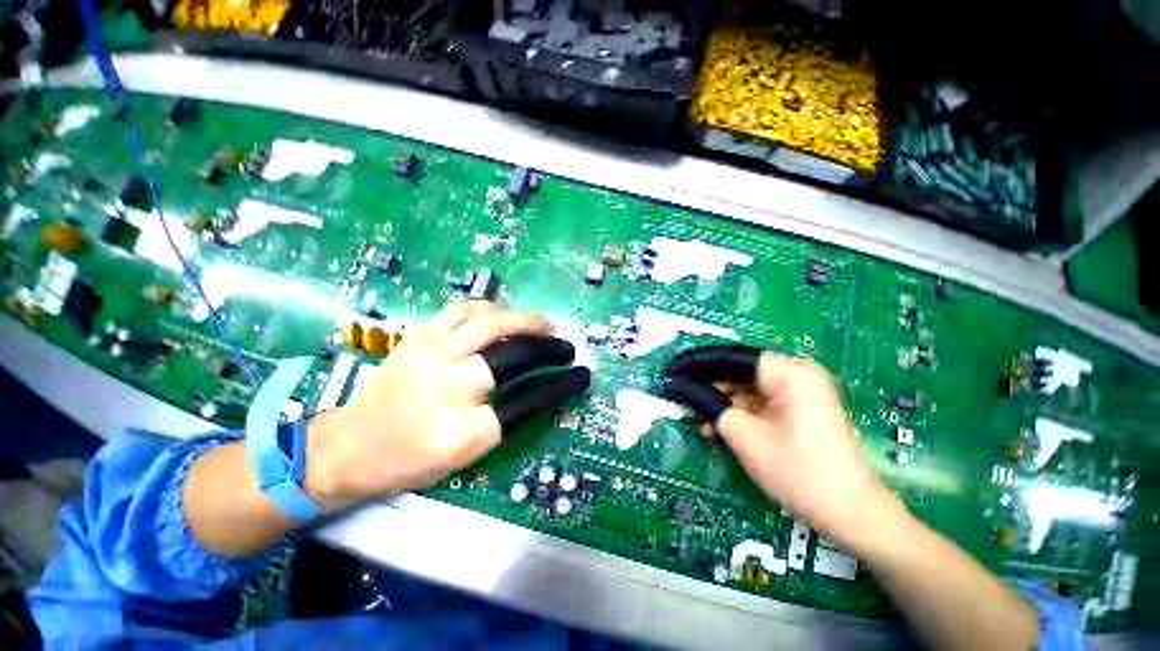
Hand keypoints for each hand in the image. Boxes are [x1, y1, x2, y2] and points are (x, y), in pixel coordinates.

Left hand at [305, 301, 590, 508]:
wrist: (347, 446)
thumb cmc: (408, 461)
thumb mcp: (464, 458)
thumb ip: (503, 423)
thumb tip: (535, 392)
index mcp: (467, 428)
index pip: (530, 398)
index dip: (562, 384)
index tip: (580, 375)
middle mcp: (453, 385)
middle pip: (515, 353)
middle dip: (549, 346)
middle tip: (565, 346)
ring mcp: (434, 354)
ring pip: (491, 321)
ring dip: (525, 320)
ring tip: (541, 325)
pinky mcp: (419, 336)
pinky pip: (462, 308)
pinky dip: (490, 307)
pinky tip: (501, 315)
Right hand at [663, 346, 904, 551]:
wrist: (849, 513)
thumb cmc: (795, 470)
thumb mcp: (741, 434)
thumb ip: (706, 402)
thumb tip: (676, 385)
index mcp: (787, 371)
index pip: (729, 357)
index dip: (695, 365)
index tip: (670, 372)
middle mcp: (795, 372)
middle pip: (737, 371)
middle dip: (706, 387)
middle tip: (678, 399)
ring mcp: (799, 390)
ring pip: (745, 388)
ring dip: (719, 403)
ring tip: (695, 420)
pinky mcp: (798, 407)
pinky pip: (758, 402)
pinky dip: (737, 413)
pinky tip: (716, 428)